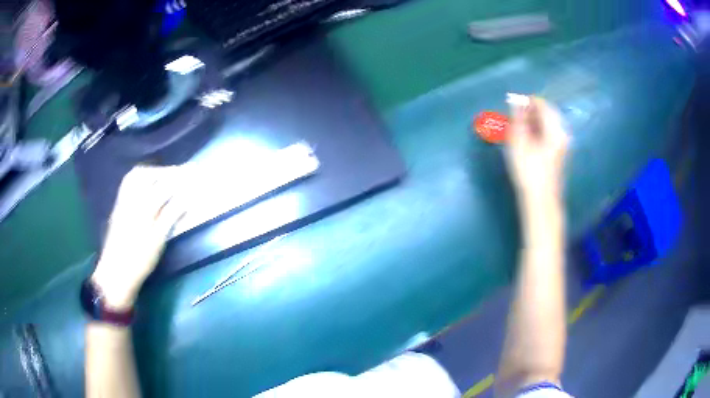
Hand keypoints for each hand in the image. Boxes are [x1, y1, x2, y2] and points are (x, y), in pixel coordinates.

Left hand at [91, 165, 186, 310]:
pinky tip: (147, 187)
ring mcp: (122, 201)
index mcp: (142, 208)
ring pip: (135, 176)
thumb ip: (171, 215)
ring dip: (150, 173)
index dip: (177, 178)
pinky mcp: (118, 206)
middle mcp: (130, 199)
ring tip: (162, 178)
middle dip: (163, 172)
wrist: (116, 272)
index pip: (163, 186)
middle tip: (177, 176)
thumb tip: (186, 198)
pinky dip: (139, 179)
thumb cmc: (139, 259)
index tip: (190, 174)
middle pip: (146, 174)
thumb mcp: (158, 240)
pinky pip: (128, 183)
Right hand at [506, 97, 568, 205]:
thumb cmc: (529, 171)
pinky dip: (538, 131)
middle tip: (515, 116)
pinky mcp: (559, 154)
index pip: (543, 104)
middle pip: (547, 113)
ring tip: (519, 127)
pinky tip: (528, 138)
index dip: (527, 101)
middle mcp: (562, 134)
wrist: (541, 201)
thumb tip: (516, 100)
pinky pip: (549, 134)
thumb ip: (519, 118)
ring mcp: (562, 145)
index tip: (513, 104)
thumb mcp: (520, 141)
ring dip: (534, 122)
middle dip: (531, 111)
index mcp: (555, 129)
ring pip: (548, 124)